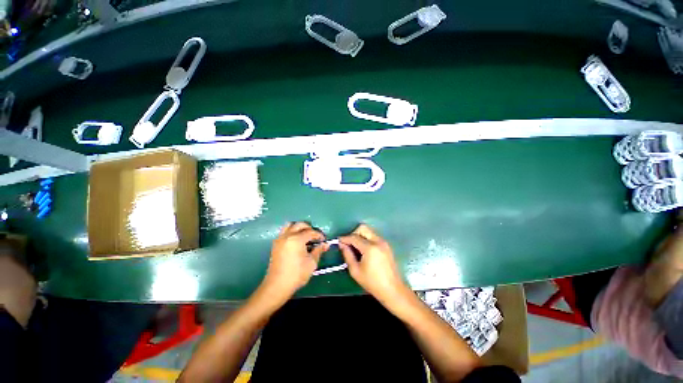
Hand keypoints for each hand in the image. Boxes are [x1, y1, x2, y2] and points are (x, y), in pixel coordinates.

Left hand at [261, 222, 328, 300]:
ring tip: (305, 236)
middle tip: (315, 236)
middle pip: (300, 225)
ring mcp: (280, 239)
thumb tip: (325, 245)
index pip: (310, 232)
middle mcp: (287, 236)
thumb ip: (319, 250)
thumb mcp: (312, 263)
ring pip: (290, 225)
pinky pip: (284, 232)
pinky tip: (296, 241)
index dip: (318, 235)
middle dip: (309, 228)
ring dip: (299, 228)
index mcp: (296, 239)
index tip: (323, 240)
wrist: (277, 286)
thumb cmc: (296, 274)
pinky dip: (291, 232)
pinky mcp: (275, 244)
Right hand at [339, 224, 408, 304]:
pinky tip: (364, 250)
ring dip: (360, 236)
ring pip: (369, 231)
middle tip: (348, 244)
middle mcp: (378, 241)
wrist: (393, 290)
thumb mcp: (355, 271)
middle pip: (363, 228)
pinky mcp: (386, 245)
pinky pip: (374, 236)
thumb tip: (342, 244)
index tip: (338, 240)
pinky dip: (367, 239)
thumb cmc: (372, 282)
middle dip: (354, 233)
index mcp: (370, 248)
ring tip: (355, 248)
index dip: (345, 238)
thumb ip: (347, 255)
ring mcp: (384, 242)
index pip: (354, 237)